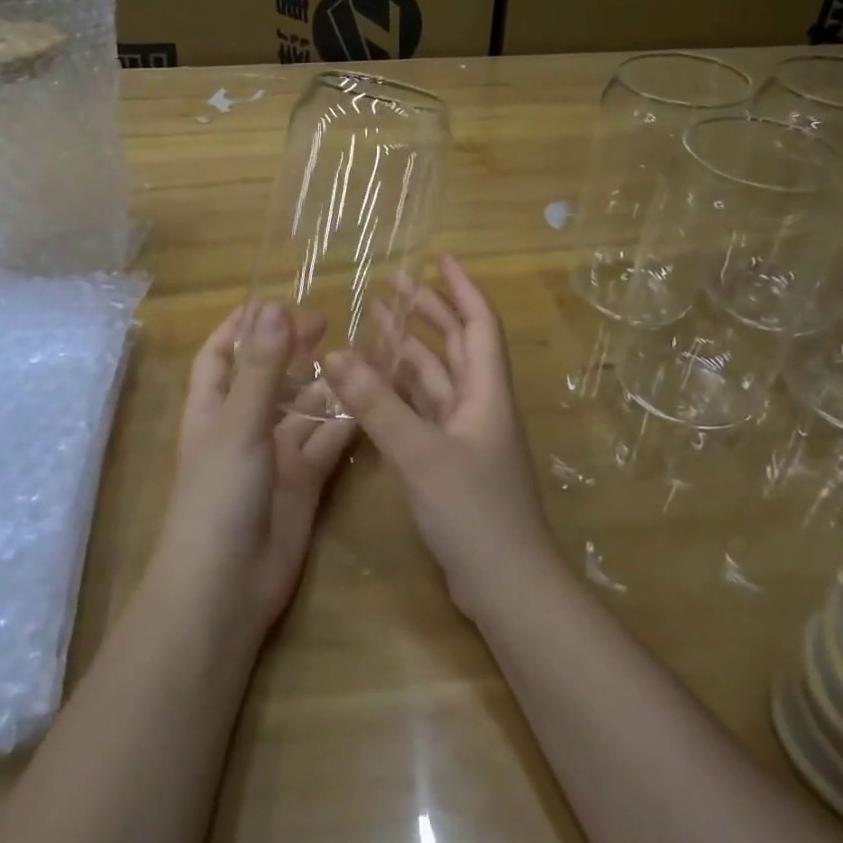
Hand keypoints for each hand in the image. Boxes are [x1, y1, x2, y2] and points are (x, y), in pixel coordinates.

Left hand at [153, 302, 358, 644]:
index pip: (219, 355)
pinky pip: (327, 444)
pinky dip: (345, 424)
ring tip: (357, 353)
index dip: (239, 327)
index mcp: (212, 408)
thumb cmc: (218, 497)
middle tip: (326, 322)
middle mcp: (242, 427)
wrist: (226, 588)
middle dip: (290, 350)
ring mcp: (274, 456)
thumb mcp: (239, 425)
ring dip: (324, 384)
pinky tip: (370, 401)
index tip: (272, 301)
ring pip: (303, 409)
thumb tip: (273, 308)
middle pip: (267, 377)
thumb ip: (261, 369)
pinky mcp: (303, 482)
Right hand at [324, 256, 559, 621]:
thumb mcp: (420, 454)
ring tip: (377, 321)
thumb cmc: (474, 511)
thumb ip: (377, 405)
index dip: (460, 287)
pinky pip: (424, 411)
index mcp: (485, 392)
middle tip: (393, 283)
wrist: (507, 585)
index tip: (437, 257)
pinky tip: (376, 382)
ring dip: (410, 349)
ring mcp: (465, 435)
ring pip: (436, 378)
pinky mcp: (450, 461)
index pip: (478, 323)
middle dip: (428, 310)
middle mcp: (479, 405)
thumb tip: (335, 354)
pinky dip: (402, 391)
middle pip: (455, 344)